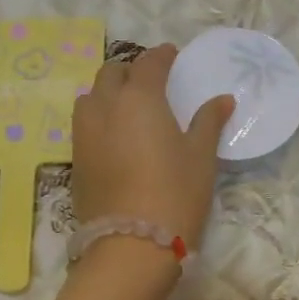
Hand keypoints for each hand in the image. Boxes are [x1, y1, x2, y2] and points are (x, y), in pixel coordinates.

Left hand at [72, 44, 231, 248]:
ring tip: (128, 105)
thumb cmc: (175, 193)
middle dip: (131, 70)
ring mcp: (84, 133)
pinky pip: (84, 124)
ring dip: (108, 92)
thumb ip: (208, 122)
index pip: (148, 63)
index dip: (162, 56)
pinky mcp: (75, 159)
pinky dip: (99, 117)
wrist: (131, 243)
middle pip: (111, 73)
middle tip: (150, 81)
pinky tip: (115, 135)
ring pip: (91, 96)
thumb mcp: (200, 156)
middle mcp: (105, 106)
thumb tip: (222, 99)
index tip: (172, 56)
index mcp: (139, 98)